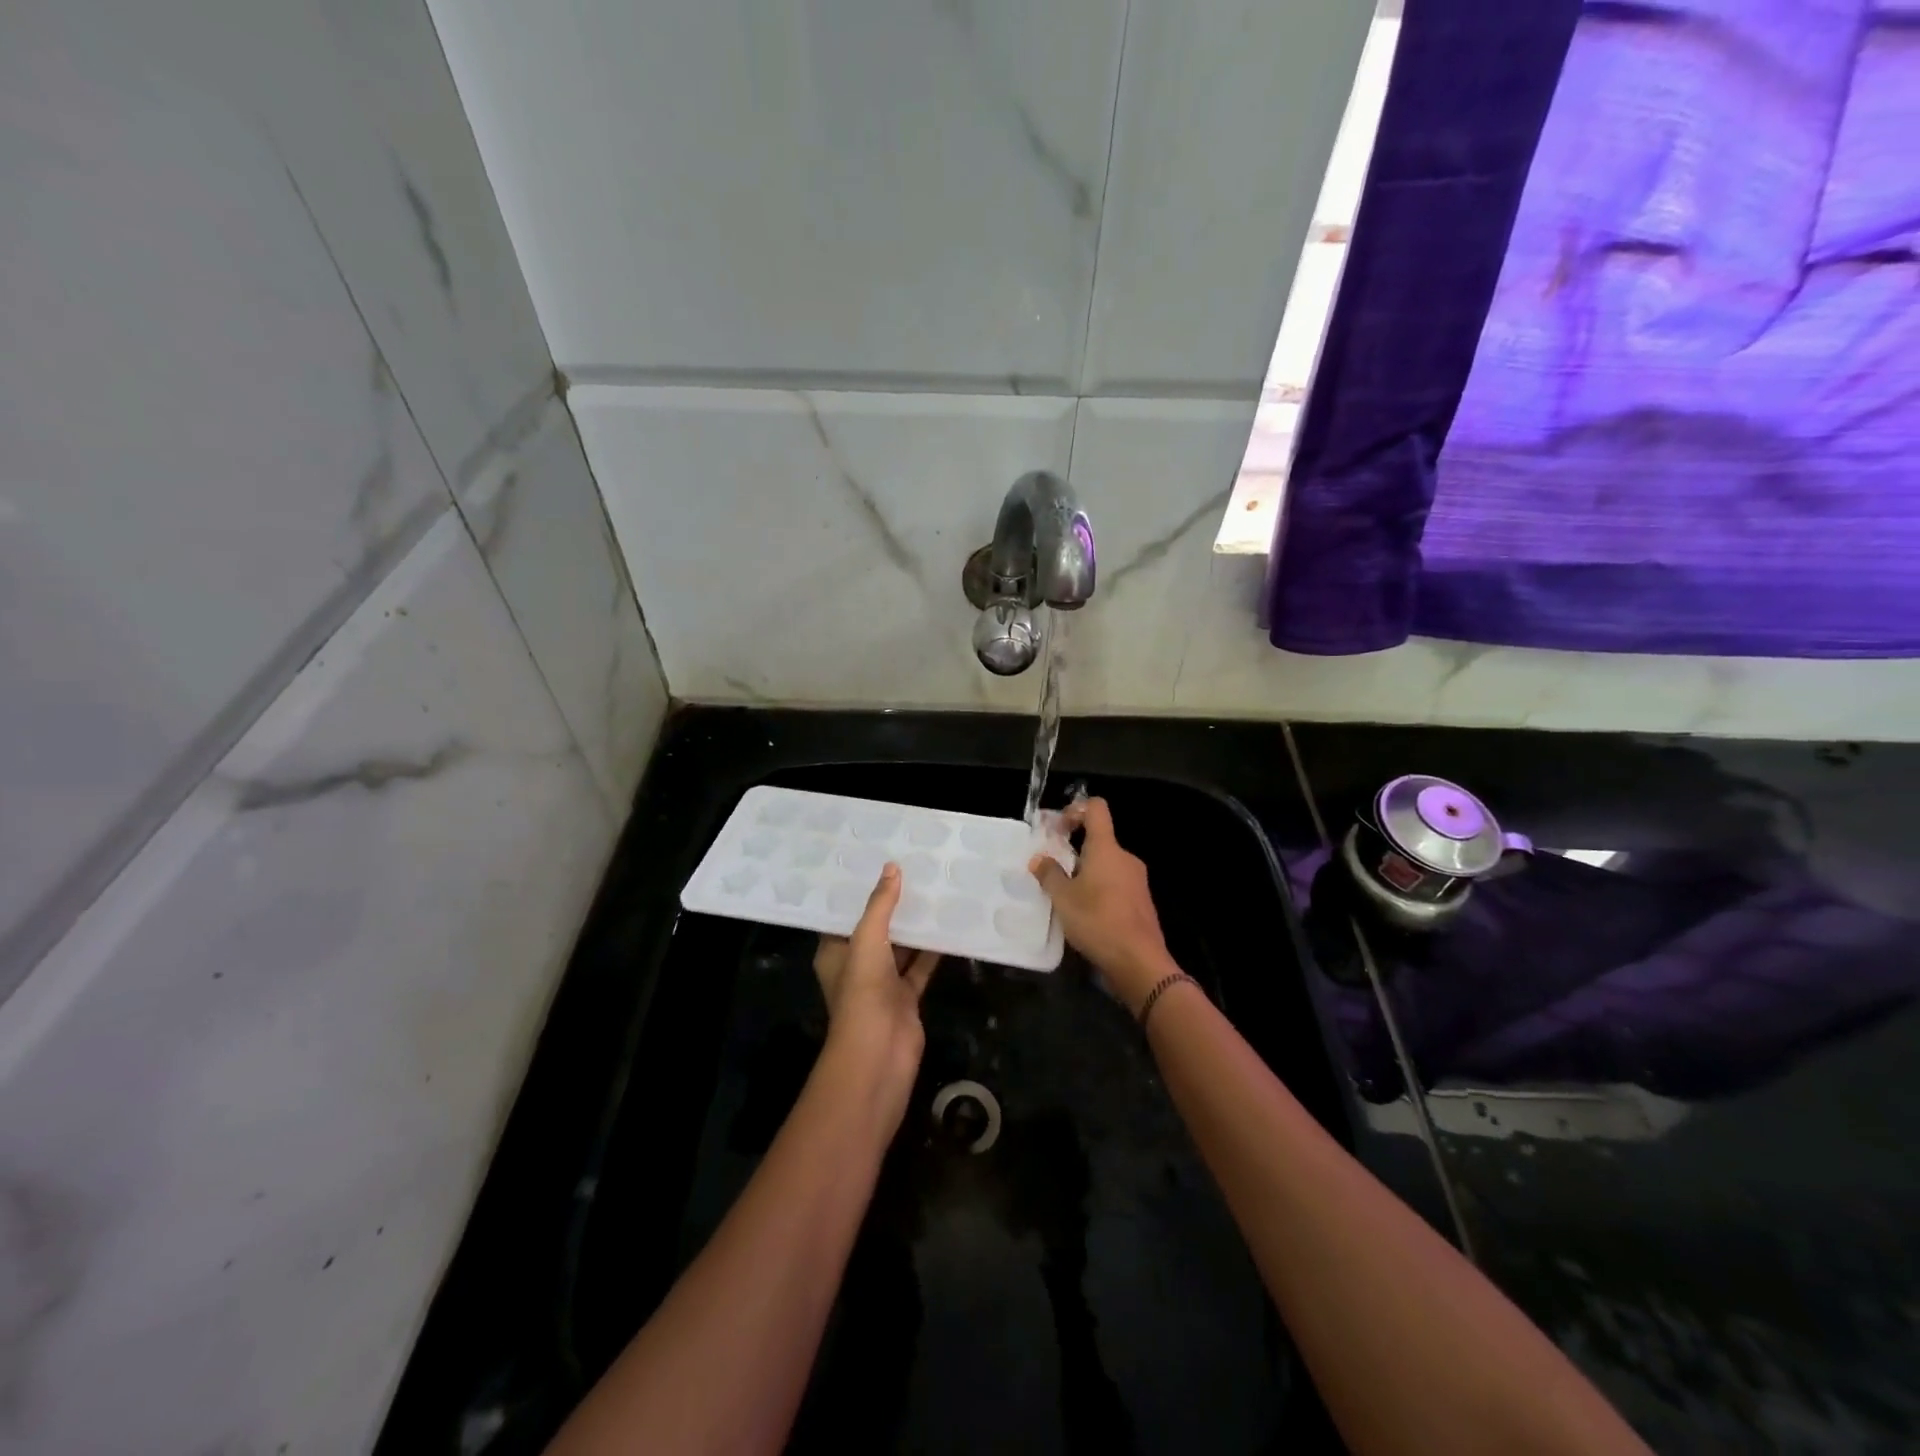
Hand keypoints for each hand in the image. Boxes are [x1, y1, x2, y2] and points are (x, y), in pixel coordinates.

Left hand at [813, 864, 939, 1099]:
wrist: (880, 1052)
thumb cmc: (862, 991)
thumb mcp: (867, 939)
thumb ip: (880, 904)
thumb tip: (892, 867)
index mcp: (835, 952)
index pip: (843, 915)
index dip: (858, 892)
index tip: (876, 863)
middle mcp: (856, 964)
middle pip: (875, 928)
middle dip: (891, 905)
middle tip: (912, 869)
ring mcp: (882, 982)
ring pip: (900, 946)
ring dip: (914, 925)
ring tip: (933, 889)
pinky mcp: (906, 996)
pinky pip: (920, 965)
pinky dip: (933, 949)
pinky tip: (949, 924)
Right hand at [1029, 797, 1175, 1012]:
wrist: (1139, 962)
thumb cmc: (1098, 921)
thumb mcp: (1063, 899)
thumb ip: (1049, 875)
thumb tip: (1039, 859)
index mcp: (1106, 848)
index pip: (1096, 808)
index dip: (1075, 809)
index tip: (1058, 829)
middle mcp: (1125, 857)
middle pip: (1099, 840)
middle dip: (1074, 851)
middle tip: (1053, 872)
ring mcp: (1137, 880)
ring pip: (1107, 865)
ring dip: (1086, 874)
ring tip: (1066, 898)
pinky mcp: (1141, 902)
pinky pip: (1116, 885)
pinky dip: (1100, 891)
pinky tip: (1086, 915)